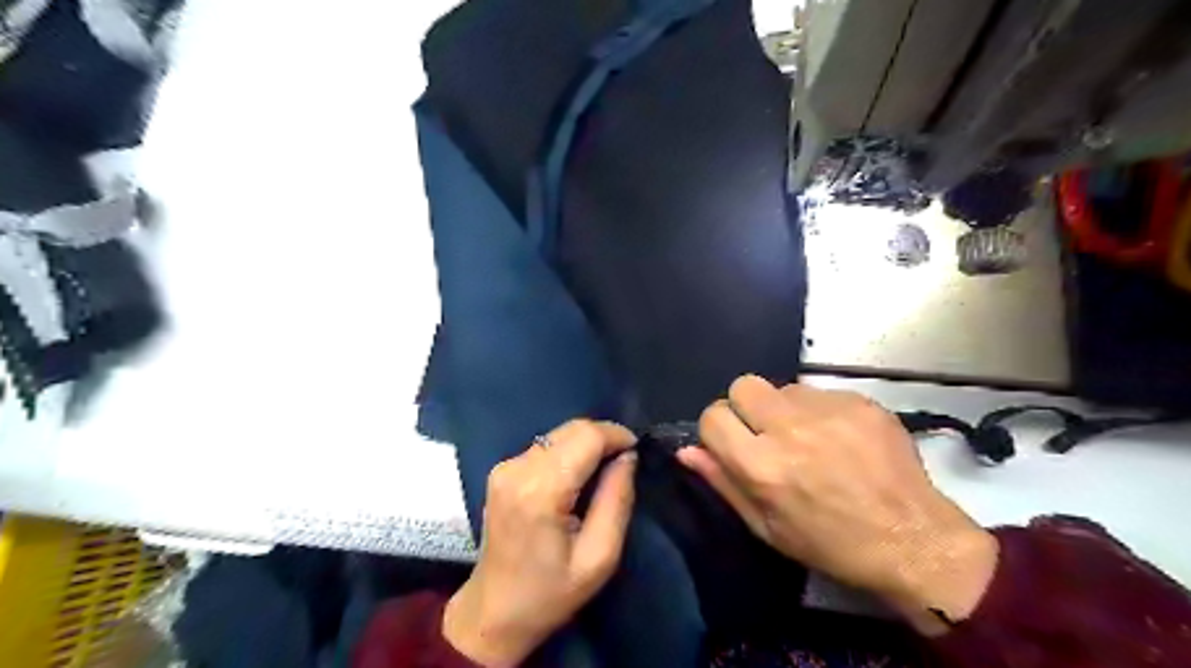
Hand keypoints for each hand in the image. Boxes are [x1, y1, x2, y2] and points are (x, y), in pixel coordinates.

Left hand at [440, 421, 635, 665]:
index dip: (616, 435)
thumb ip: (617, 500)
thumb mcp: (599, 557)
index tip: (637, 451)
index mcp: (540, 491)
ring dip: (586, 444)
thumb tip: (628, 457)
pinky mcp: (501, 471)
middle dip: (604, 437)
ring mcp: (505, 467)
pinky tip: (577, 478)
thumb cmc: (550, 594)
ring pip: (559, 434)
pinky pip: (545, 446)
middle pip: (572, 429)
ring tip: (603, 471)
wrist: (493, 613)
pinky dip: (568, 452)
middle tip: (624, 462)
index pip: (586, 436)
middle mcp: (518, 468)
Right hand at [680, 377, 997, 631]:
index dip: (718, 429)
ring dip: (784, 409)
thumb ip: (723, 482)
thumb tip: (687, 450)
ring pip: (782, 387)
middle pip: (742, 385)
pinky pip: (820, 392)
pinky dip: (820, 411)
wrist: (912, 539)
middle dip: (746, 407)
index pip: (713, 416)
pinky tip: (840, 438)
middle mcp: (789, 429)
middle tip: (767, 434)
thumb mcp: (766, 527)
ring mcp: (828, 410)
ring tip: (809, 439)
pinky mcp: (860, 401)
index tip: (733, 443)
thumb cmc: (830, 543)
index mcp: (762, 465)